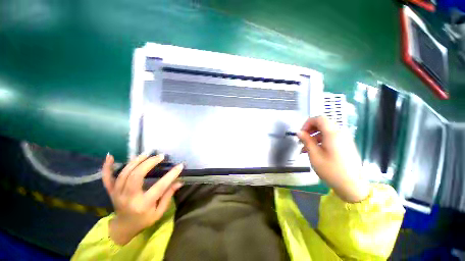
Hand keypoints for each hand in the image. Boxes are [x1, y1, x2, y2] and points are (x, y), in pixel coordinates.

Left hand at [102, 153, 182, 244]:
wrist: (123, 228)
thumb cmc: (144, 220)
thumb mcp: (159, 212)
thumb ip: (168, 196)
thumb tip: (179, 182)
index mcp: (143, 205)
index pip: (159, 187)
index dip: (171, 175)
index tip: (180, 165)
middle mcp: (128, 198)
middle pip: (136, 176)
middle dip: (149, 163)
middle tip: (160, 156)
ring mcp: (117, 194)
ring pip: (124, 174)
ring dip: (136, 161)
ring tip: (147, 153)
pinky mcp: (111, 191)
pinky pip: (107, 178)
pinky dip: (107, 167)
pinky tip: (110, 156)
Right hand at [297, 117, 368, 202]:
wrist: (352, 186)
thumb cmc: (331, 170)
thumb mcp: (314, 155)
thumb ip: (306, 141)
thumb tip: (299, 132)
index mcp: (333, 134)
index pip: (319, 118)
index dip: (307, 123)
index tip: (301, 133)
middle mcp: (340, 133)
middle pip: (323, 124)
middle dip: (310, 130)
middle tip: (302, 140)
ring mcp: (345, 140)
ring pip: (326, 132)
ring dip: (314, 137)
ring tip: (305, 148)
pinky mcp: (346, 146)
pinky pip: (331, 138)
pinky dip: (321, 141)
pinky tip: (315, 151)